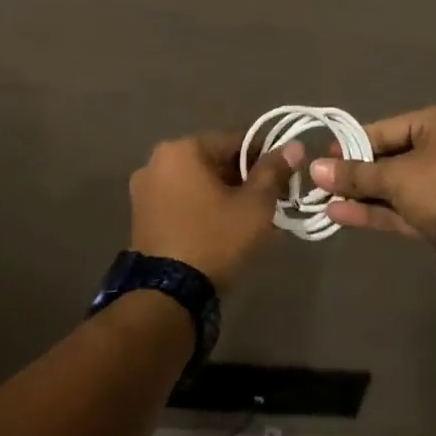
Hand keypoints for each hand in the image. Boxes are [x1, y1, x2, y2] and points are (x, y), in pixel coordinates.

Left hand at [128, 130, 303, 293]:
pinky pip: (181, 199)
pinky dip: (202, 207)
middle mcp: (157, 160)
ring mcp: (144, 188)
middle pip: (214, 160)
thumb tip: (294, 146)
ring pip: (197, 181)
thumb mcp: (255, 205)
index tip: (283, 181)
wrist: (167, 294)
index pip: (236, 140)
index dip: (265, 158)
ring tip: (247, 219)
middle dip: (243, 178)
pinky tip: (221, 228)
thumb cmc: (215, 239)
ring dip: (223, 193)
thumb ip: (274, 171)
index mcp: (183, 148)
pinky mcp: (141, 214)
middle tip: (268, 203)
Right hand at [311, 103, 435, 242]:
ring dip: (362, 195)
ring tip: (324, 202)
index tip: (325, 158)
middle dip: (356, 175)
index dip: (353, 145)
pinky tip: (341, 215)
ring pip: (396, 187)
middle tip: (321, 183)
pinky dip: (376, 211)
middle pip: (391, 158)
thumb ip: (355, 174)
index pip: (386, 129)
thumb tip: (315, 170)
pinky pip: (404, 208)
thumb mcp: (396, 176)